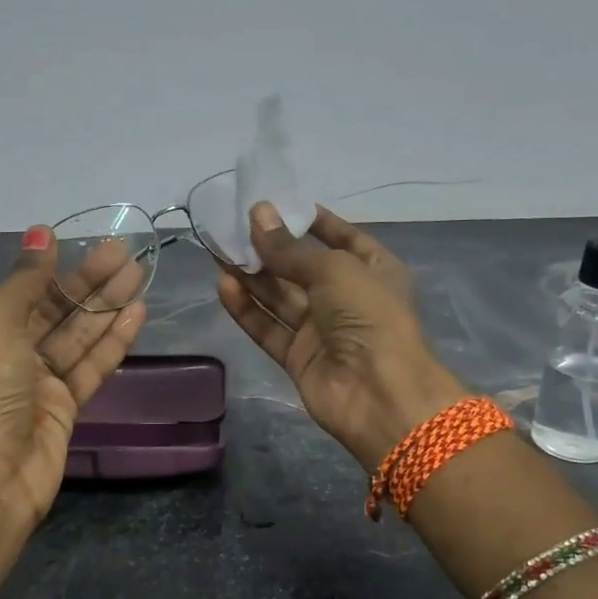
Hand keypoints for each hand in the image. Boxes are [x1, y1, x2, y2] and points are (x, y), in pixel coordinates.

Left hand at [0, 228, 146, 522]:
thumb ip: (25, 278)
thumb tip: (41, 231)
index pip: (19, 291)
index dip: (52, 268)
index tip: (84, 245)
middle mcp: (5, 352)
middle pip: (54, 309)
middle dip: (89, 282)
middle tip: (127, 253)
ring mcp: (36, 381)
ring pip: (77, 335)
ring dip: (107, 306)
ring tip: (141, 274)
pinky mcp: (64, 405)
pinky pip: (90, 365)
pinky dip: (112, 341)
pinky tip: (137, 314)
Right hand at [216, 203, 466, 468]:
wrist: (378, 393)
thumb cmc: (369, 315)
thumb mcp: (333, 269)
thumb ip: (289, 248)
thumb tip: (258, 214)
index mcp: (373, 270)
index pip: (342, 238)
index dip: (312, 222)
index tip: (279, 206)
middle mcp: (347, 297)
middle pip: (302, 268)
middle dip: (270, 248)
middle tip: (233, 226)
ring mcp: (322, 329)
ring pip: (280, 297)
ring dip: (251, 275)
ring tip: (218, 250)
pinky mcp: (298, 357)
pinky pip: (268, 327)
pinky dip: (247, 308)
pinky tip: (223, 285)